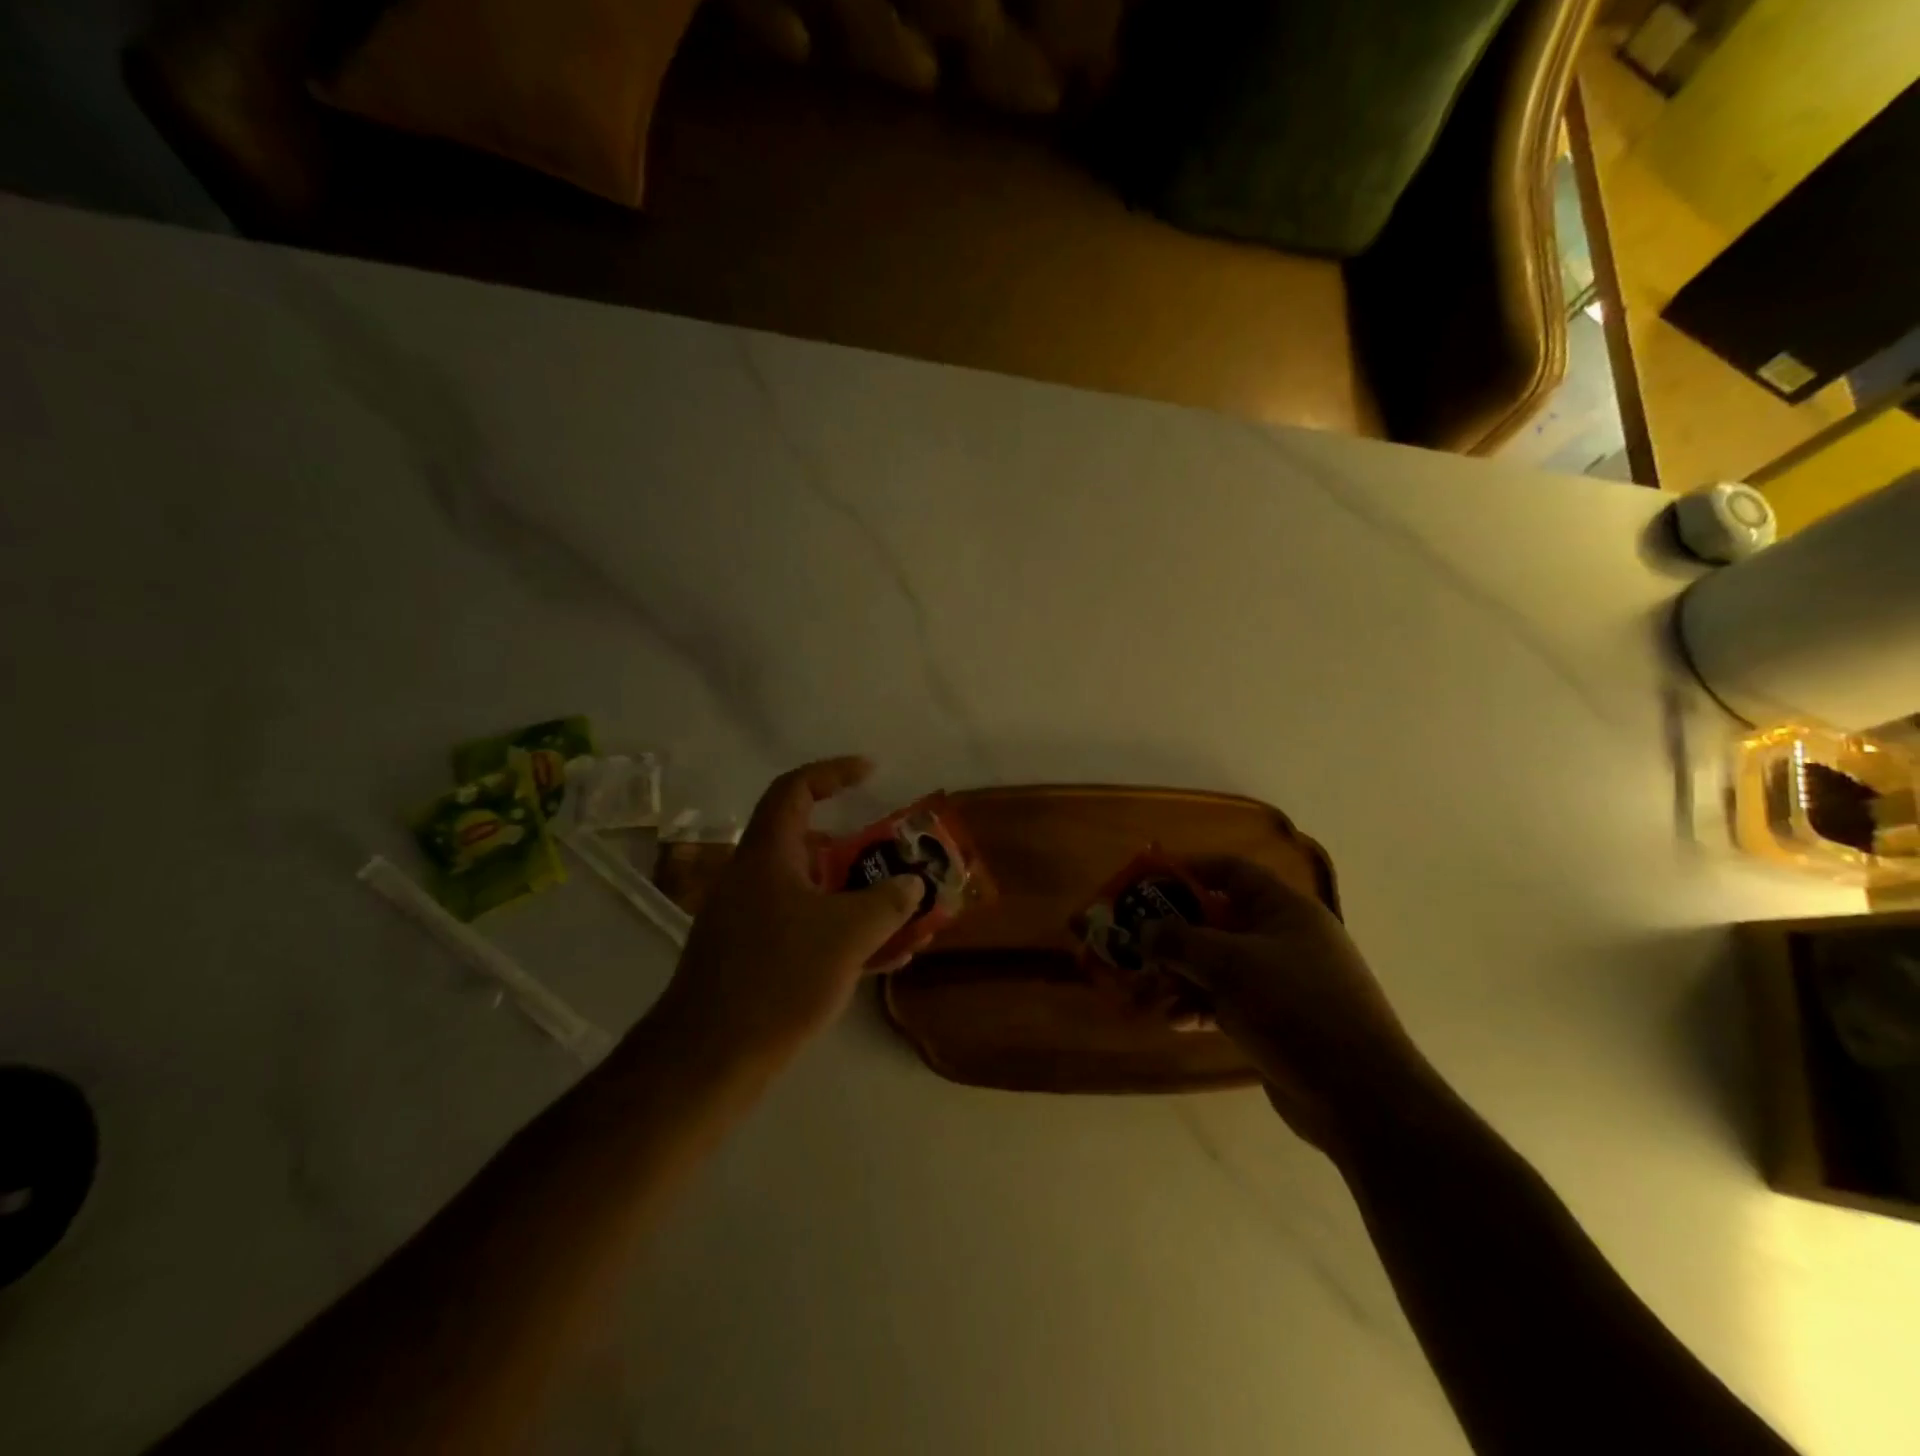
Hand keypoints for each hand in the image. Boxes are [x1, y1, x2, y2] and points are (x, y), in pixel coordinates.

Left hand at [656, 757, 930, 1068]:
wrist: (710, 1056)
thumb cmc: (779, 978)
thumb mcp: (848, 934)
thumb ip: (889, 901)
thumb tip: (912, 884)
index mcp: (768, 855)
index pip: (796, 789)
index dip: (834, 771)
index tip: (872, 773)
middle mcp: (755, 877)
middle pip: (812, 844)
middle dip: (862, 850)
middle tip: (899, 859)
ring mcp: (751, 919)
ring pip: (815, 891)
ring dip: (860, 897)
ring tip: (907, 915)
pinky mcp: (754, 956)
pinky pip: (807, 927)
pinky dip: (843, 932)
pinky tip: (884, 958)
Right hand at [1145, 858, 1442, 1155]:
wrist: (1361, 1099)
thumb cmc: (1296, 1009)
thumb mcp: (1231, 965)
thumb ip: (1181, 941)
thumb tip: (1145, 930)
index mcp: (1284, 909)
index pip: (1231, 872)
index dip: (1189, 870)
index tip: (1147, 882)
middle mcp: (1283, 938)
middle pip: (1217, 920)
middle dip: (1173, 934)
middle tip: (1134, 945)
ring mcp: (1280, 981)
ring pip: (1217, 964)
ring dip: (1180, 975)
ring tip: (1145, 993)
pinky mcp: (1275, 1020)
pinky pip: (1226, 1000)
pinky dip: (1198, 1005)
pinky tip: (1174, 1021)